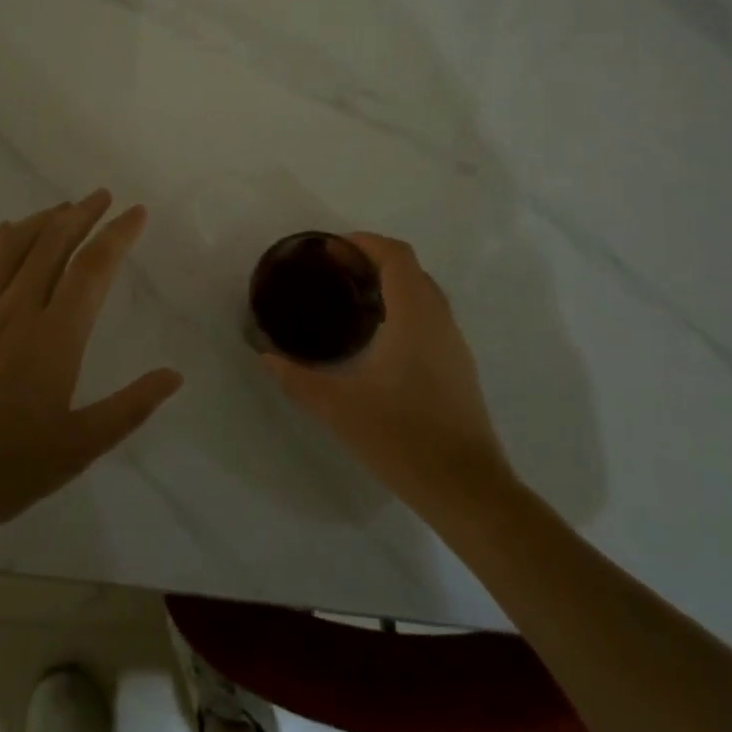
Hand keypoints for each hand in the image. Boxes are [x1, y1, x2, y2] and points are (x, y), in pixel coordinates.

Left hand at [0, 191, 181, 541]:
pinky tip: (3, 231)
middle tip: (101, 197)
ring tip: (63, 207)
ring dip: (41, 220)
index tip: (136, 212)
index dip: (118, 234)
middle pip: (53, 243)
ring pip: (11, 246)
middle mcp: (16, 310)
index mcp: (55, 337)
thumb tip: (174, 375)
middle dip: (82, 214)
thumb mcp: (79, 448)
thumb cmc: (5, 470)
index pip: (93, 268)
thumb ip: (130, 407)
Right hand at [263, 233, 511, 517]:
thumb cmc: (401, 438)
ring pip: (424, 293)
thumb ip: (296, 377)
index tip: (331, 248)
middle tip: (335, 270)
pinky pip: (431, 317)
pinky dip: (404, 308)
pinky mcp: (459, 366)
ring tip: (351, 299)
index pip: (396, 256)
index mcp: (413, 316)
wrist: (467, 488)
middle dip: (373, 259)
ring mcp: (454, 343)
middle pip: (410, 268)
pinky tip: (377, 338)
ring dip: (391, 283)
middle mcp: (439, 319)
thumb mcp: (338, 407)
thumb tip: (264, 356)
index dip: (364, 242)